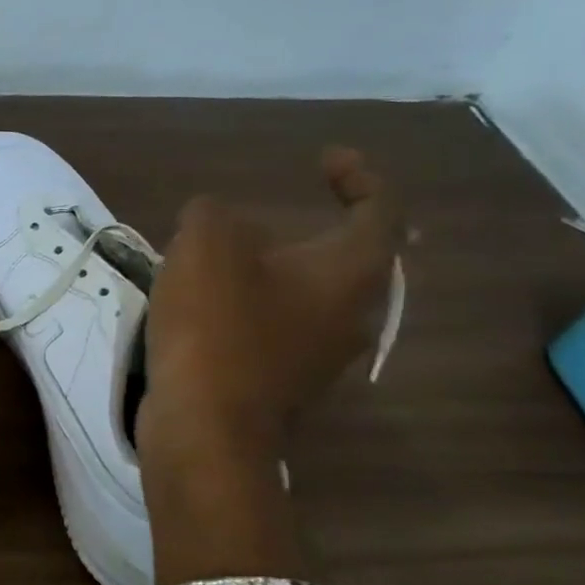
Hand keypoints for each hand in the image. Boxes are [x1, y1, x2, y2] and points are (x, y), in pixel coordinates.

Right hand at [136, 148, 404, 476]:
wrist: (207, 424)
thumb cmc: (217, 326)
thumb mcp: (204, 245)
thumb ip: (212, 214)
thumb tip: (216, 218)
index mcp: (348, 271)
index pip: (380, 210)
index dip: (359, 176)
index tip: (324, 159)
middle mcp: (352, 312)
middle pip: (351, 257)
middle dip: (320, 226)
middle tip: (281, 208)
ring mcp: (321, 352)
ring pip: (314, 294)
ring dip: (281, 267)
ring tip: (231, 253)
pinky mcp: (285, 379)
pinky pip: (283, 324)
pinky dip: (258, 301)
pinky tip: (213, 300)